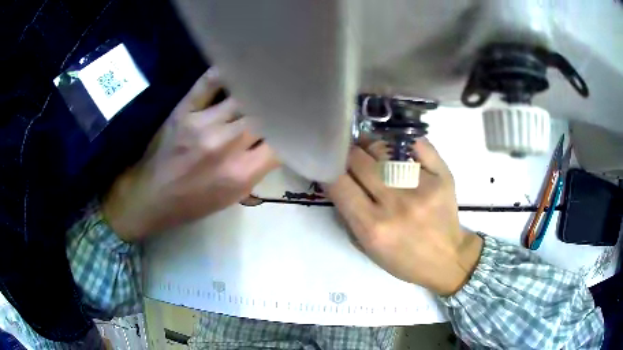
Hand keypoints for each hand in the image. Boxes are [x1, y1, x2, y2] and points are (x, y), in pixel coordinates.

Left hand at [103, 69, 278, 241]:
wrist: (154, 196)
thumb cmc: (194, 202)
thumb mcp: (233, 196)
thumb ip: (257, 169)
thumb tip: (276, 142)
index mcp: (241, 172)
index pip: (281, 143)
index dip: (292, 130)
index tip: (296, 123)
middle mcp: (226, 145)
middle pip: (264, 115)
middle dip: (278, 106)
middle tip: (286, 96)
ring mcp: (203, 124)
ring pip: (243, 96)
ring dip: (257, 89)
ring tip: (268, 79)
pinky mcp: (184, 111)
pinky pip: (209, 82)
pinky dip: (225, 72)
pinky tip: (237, 66)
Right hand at [325, 140, 482, 295]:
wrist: (447, 258)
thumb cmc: (403, 259)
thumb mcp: (367, 248)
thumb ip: (348, 215)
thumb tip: (337, 179)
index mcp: (373, 227)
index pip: (339, 183)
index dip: (329, 168)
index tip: (329, 164)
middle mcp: (396, 203)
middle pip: (359, 160)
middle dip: (347, 153)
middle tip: (347, 152)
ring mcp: (422, 186)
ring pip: (384, 148)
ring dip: (370, 144)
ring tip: (369, 147)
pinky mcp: (442, 175)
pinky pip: (416, 143)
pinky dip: (400, 140)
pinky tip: (395, 145)